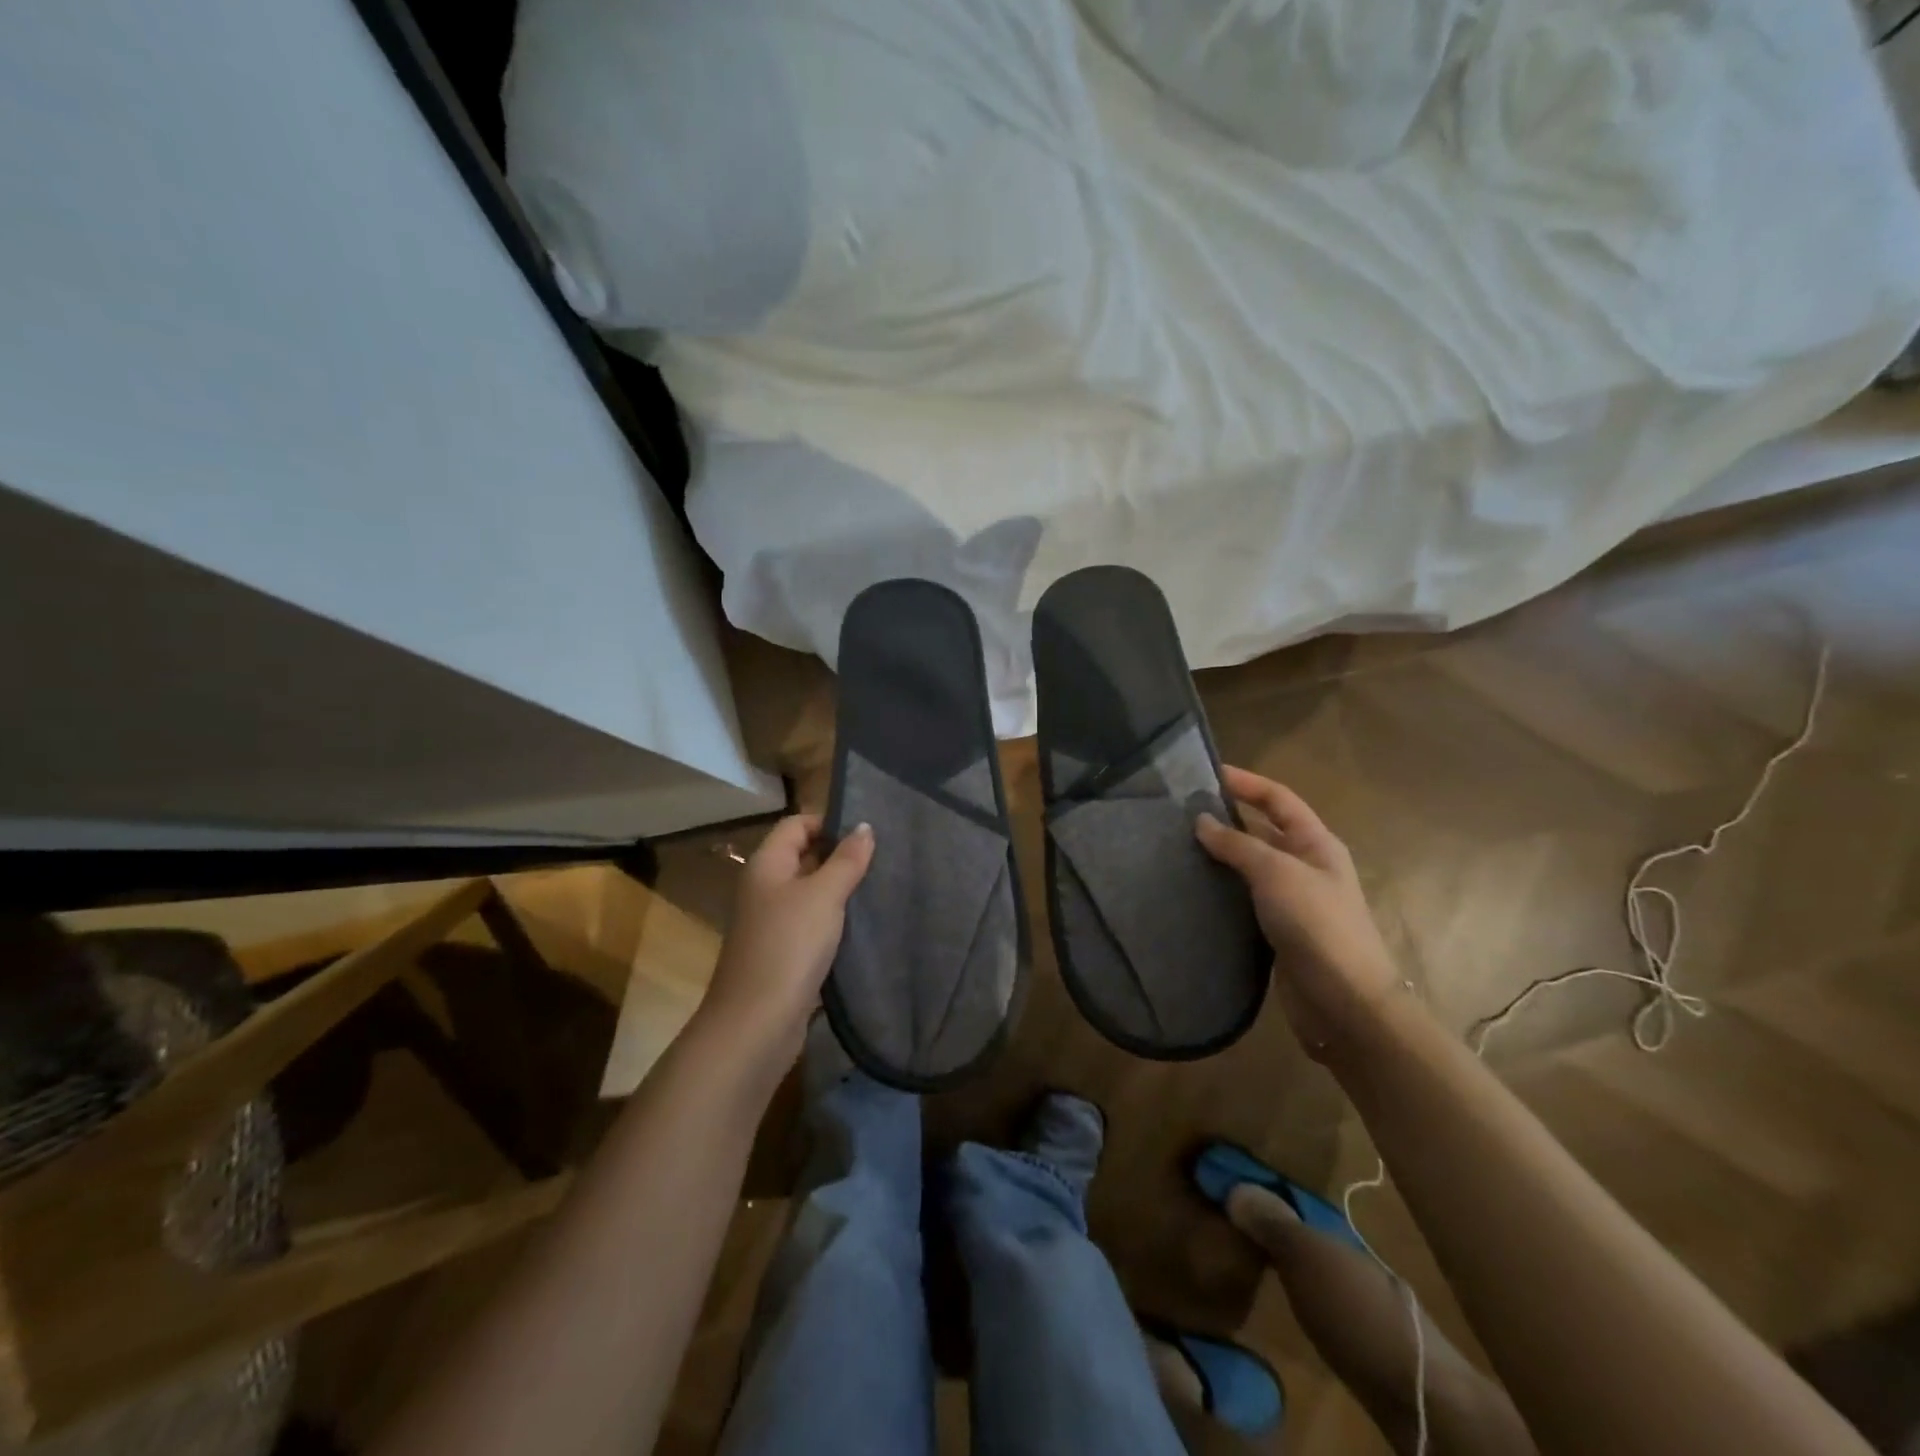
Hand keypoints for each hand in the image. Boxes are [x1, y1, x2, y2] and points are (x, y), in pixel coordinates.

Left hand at [698, 814, 873, 1062]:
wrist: (756, 1022)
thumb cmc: (789, 945)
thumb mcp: (824, 895)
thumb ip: (846, 859)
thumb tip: (864, 826)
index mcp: (767, 864)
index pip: (797, 824)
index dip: (829, 822)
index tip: (868, 832)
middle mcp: (765, 887)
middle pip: (804, 856)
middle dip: (840, 855)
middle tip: (884, 857)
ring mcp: (772, 922)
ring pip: (810, 892)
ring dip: (840, 890)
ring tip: (881, 886)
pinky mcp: (783, 952)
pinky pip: (812, 923)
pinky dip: (835, 920)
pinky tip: (864, 924)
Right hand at [1196, 766, 1397, 1062]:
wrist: (1344, 1002)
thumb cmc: (1317, 925)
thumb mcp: (1277, 873)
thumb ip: (1238, 845)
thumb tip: (1202, 822)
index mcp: (1316, 844)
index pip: (1278, 799)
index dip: (1246, 782)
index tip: (1206, 773)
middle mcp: (1305, 867)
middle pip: (1262, 831)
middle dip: (1225, 819)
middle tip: (1178, 814)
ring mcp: (1291, 901)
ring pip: (1249, 868)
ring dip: (1218, 857)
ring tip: (1175, 849)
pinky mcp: (1275, 931)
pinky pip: (1243, 900)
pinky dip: (1220, 891)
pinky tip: (1191, 891)